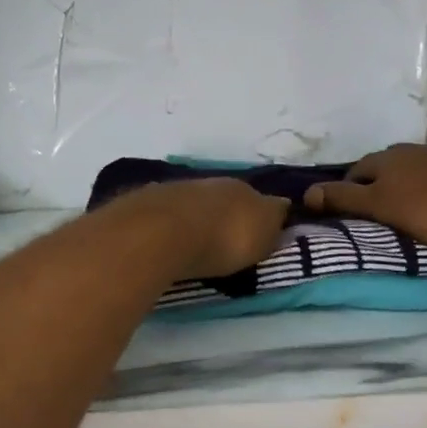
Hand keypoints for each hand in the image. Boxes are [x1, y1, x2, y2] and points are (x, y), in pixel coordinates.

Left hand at [118, 178, 289, 279]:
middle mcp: (208, 182)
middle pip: (223, 199)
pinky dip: (169, 227)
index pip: (259, 198)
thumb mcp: (262, 234)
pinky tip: (167, 242)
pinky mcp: (144, 205)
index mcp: (242, 187)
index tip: (259, 235)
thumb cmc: (221, 238)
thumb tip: (282, 207)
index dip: (261, 215)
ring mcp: (173, 190)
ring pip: (192, 204)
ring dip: (195, 220)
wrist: (161, 233)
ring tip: (194, 246)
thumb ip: (272, 220)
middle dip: (225, 216)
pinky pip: (165, 215)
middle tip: (225, 243)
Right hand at [304, 143, 426, 250]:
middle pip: (385, 167)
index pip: (356, 171)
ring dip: (406, 186)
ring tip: (408, 211)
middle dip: (376, 186)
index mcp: (387, 158)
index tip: (348, 213)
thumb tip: (306, 192)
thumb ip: (345, 200)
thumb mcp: (381, 207)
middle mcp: (412, 149)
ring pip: (414, 170)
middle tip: (376, 214)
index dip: (347, 191)